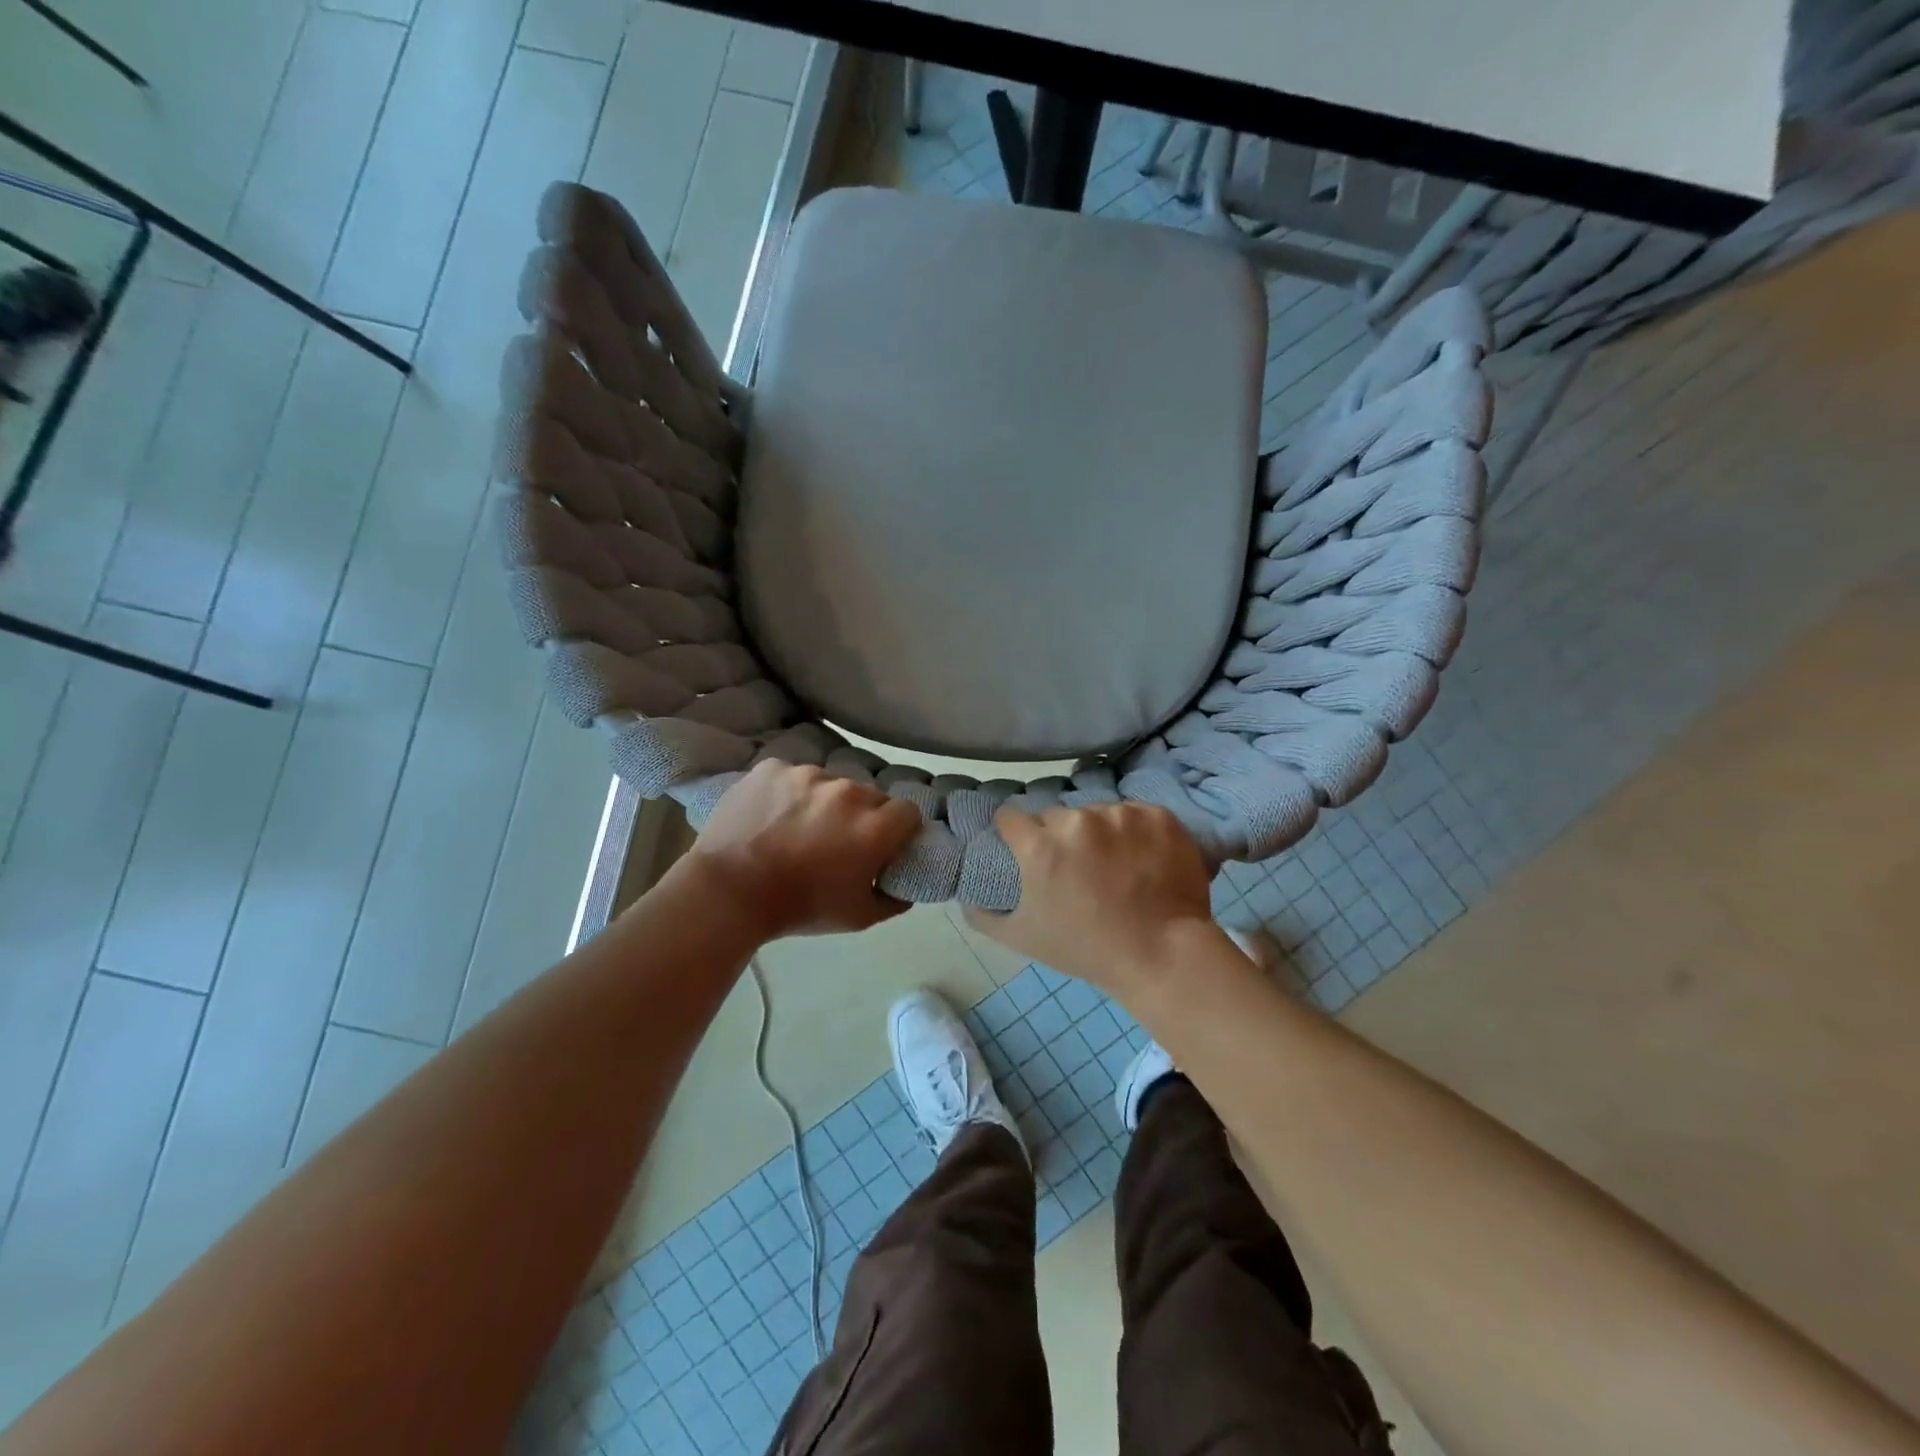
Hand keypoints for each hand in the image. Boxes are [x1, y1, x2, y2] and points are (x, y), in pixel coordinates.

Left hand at [678, 761, 921, 938]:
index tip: (884, 845)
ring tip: (797, 828)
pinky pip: (792, 776)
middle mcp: (847, 792)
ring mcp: (807, 774)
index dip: (899, 829)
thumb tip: (905, 887)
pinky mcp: (773, 768)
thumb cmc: (799, 907)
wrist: (728, 891)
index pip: (908, 812)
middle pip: (870, 795)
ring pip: (829, 783)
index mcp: (874, 826)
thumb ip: (893, 900)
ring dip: (824, 802)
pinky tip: (771, 815)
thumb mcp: (857, 918)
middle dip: (862, 815)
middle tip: (839, 841)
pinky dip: (788, 792)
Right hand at [966, 802, 1222, 998]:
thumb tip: (965, 897)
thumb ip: (983, 915)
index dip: (1015, 834)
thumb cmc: (1087, 949)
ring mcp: (1121, 815)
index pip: (1011, 817)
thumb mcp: (1023, 939)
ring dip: (1101, 833)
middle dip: (1060, 836)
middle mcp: (1077, 821)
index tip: (1025, 849)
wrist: (1163, 954)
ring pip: (1098, 813)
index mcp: (1040, 846)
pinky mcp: (1157, 815)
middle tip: (1077, 869)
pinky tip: (1145, 860)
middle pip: (1056, 816)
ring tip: (1117, 867)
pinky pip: (1137, 815)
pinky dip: (1138, 832)